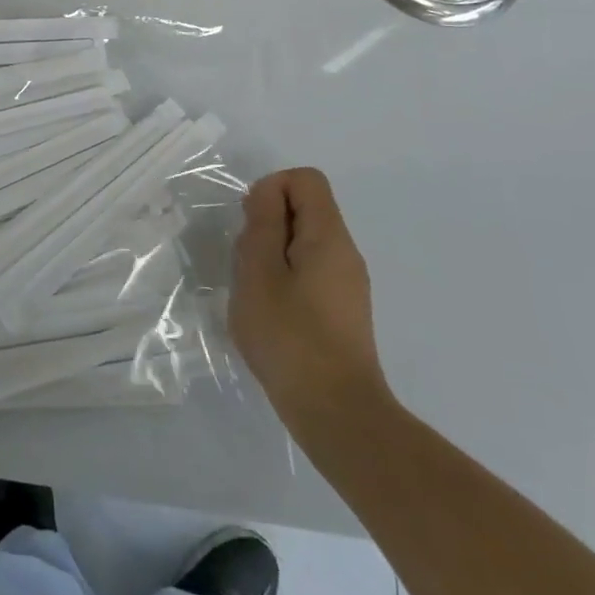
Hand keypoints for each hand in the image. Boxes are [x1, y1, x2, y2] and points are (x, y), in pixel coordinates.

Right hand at [229, 167, 390, 429]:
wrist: (337, 415)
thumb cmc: (290, 337)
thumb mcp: (259, 272)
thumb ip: (262, 224)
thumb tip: (267, 194)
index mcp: (328, 236)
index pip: (305, 180)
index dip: (272, 189)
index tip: (250, 224)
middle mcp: (345, 253)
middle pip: (305, 209)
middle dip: (267, 224)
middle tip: (247, 264)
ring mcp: (347, 284)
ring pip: (303, 243)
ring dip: (271, 255)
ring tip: (255, 292)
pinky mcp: (342, 311)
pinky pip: (309, 273)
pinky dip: (284, 280)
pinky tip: (270, 315)